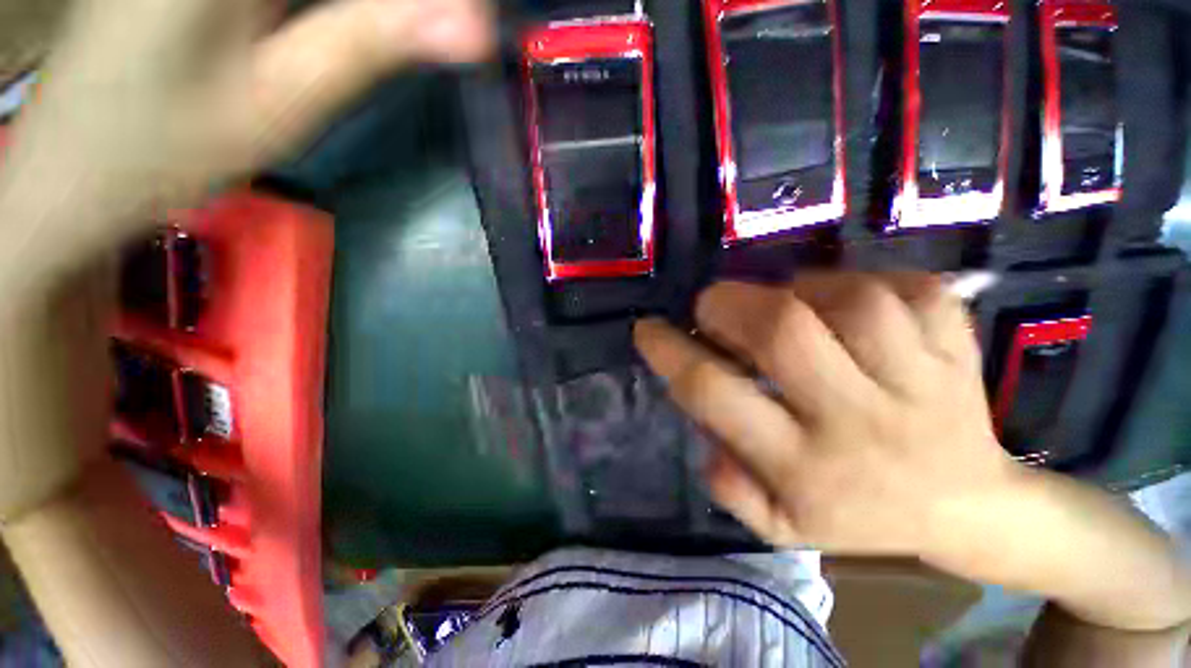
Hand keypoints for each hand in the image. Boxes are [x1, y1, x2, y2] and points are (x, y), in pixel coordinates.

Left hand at [0, 0, 491, 521]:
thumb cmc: (165, 149)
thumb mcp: (284, 101)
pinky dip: (340, 15)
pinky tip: (354, 35)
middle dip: (401, 10)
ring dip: (374, 15)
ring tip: (413, 41)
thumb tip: (475, 25)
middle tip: (448, 38)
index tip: (474, 29)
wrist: (72, 172)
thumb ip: (374, 44)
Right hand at [634, 273, 1020, 561]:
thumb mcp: (778, 524)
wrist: (964, 505)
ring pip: (848, 301)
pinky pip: (905, 288)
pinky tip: (851, 306)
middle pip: (782, 331)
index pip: (713, 393)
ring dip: (797, 290)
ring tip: (789, 308)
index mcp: (803, 465)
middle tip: (713, 306)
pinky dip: (864, 282)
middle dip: (728, 304)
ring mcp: (920, 379)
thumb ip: (728, 482)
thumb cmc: (856, 513)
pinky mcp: (957, 347)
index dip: (669, 351)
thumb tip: (701, 427)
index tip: (648, 329)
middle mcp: (858, 420)